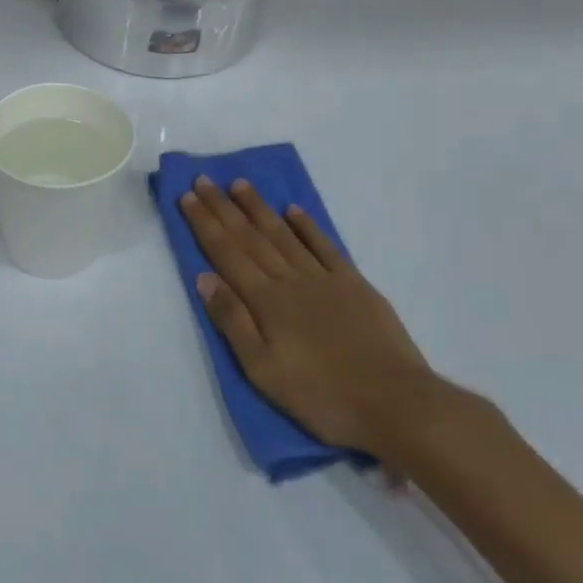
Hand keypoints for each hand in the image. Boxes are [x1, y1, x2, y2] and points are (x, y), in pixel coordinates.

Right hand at [178, 176, 442, 458]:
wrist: (395, 403)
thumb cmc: (321, 395)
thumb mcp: (263, 370)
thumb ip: (233, 321)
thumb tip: (204, 277)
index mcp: (265, 301)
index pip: (226, 253)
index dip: (205, 224)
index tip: (188, 196)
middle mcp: (290, 280)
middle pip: (250, 237)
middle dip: (224, 208)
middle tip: (204, 180)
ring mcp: (324, 279)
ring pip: (283, 234)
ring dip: (259, 208)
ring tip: (240, 184)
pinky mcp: (355, 285)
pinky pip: (325, 246)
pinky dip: (307, 226)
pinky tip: (293, 210)